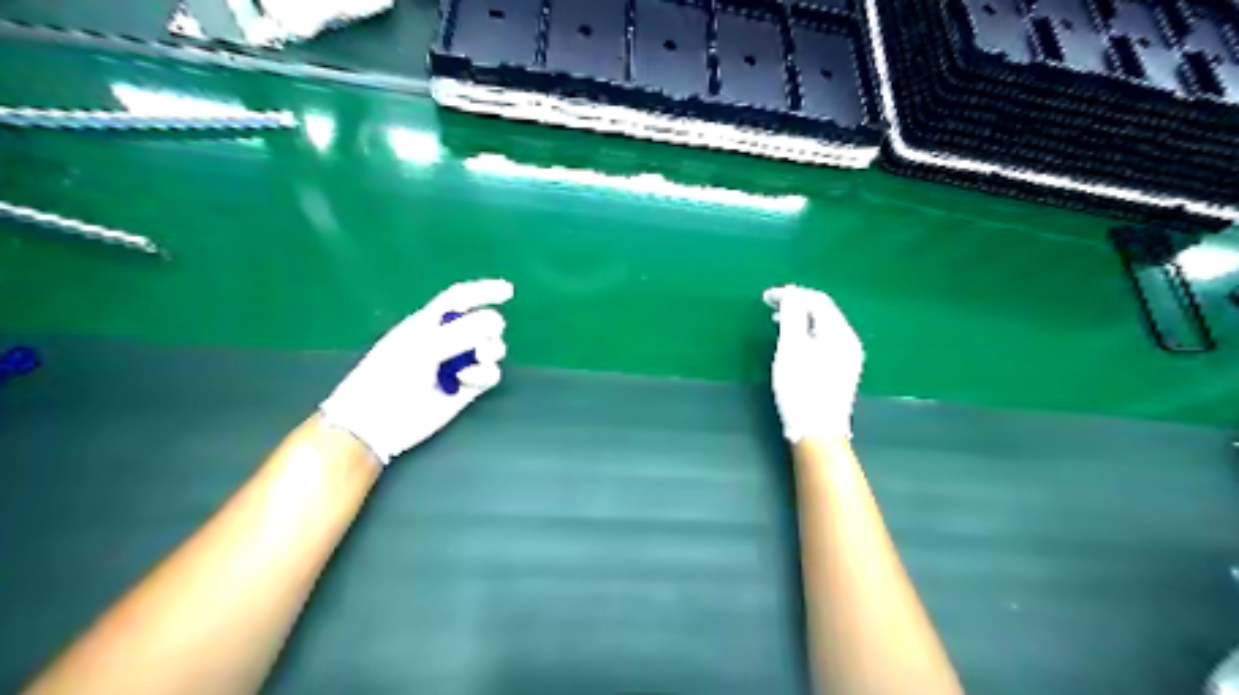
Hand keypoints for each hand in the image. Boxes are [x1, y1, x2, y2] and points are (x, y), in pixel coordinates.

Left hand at [321, 279, 515, 462]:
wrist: (379, 419)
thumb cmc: (390, 375)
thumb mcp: (424, 346)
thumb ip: (461, 331)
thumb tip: (496, 320)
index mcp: (430, 322)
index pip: (461, 298)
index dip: (484, 291)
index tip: (508, 291)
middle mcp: (447, 340)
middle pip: (483, 323)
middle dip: (490, 328)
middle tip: (482, 341)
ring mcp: (458, 364)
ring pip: (492, 349)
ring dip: (491, 350)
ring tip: (480, 358)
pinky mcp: (467, 388)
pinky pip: (490, 374)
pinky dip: (484, 374)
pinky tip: (467, 380)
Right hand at [767, 285, 864, 441]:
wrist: (817, 432)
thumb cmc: (801, 389)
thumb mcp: (791, 349)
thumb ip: (791, 316)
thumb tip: (791, 293)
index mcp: (840, 333)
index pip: (817, 300)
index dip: (792, 294)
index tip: (766, 297)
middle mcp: (849, 341)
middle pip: (823, 311)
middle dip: (797, 304)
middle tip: (770, 306)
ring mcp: (848, 357)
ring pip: (823, 326)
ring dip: (801, 318)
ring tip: (777, 321)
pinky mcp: (842, 370)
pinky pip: (824, 340)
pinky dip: (807, 333)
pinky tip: (794, 342)